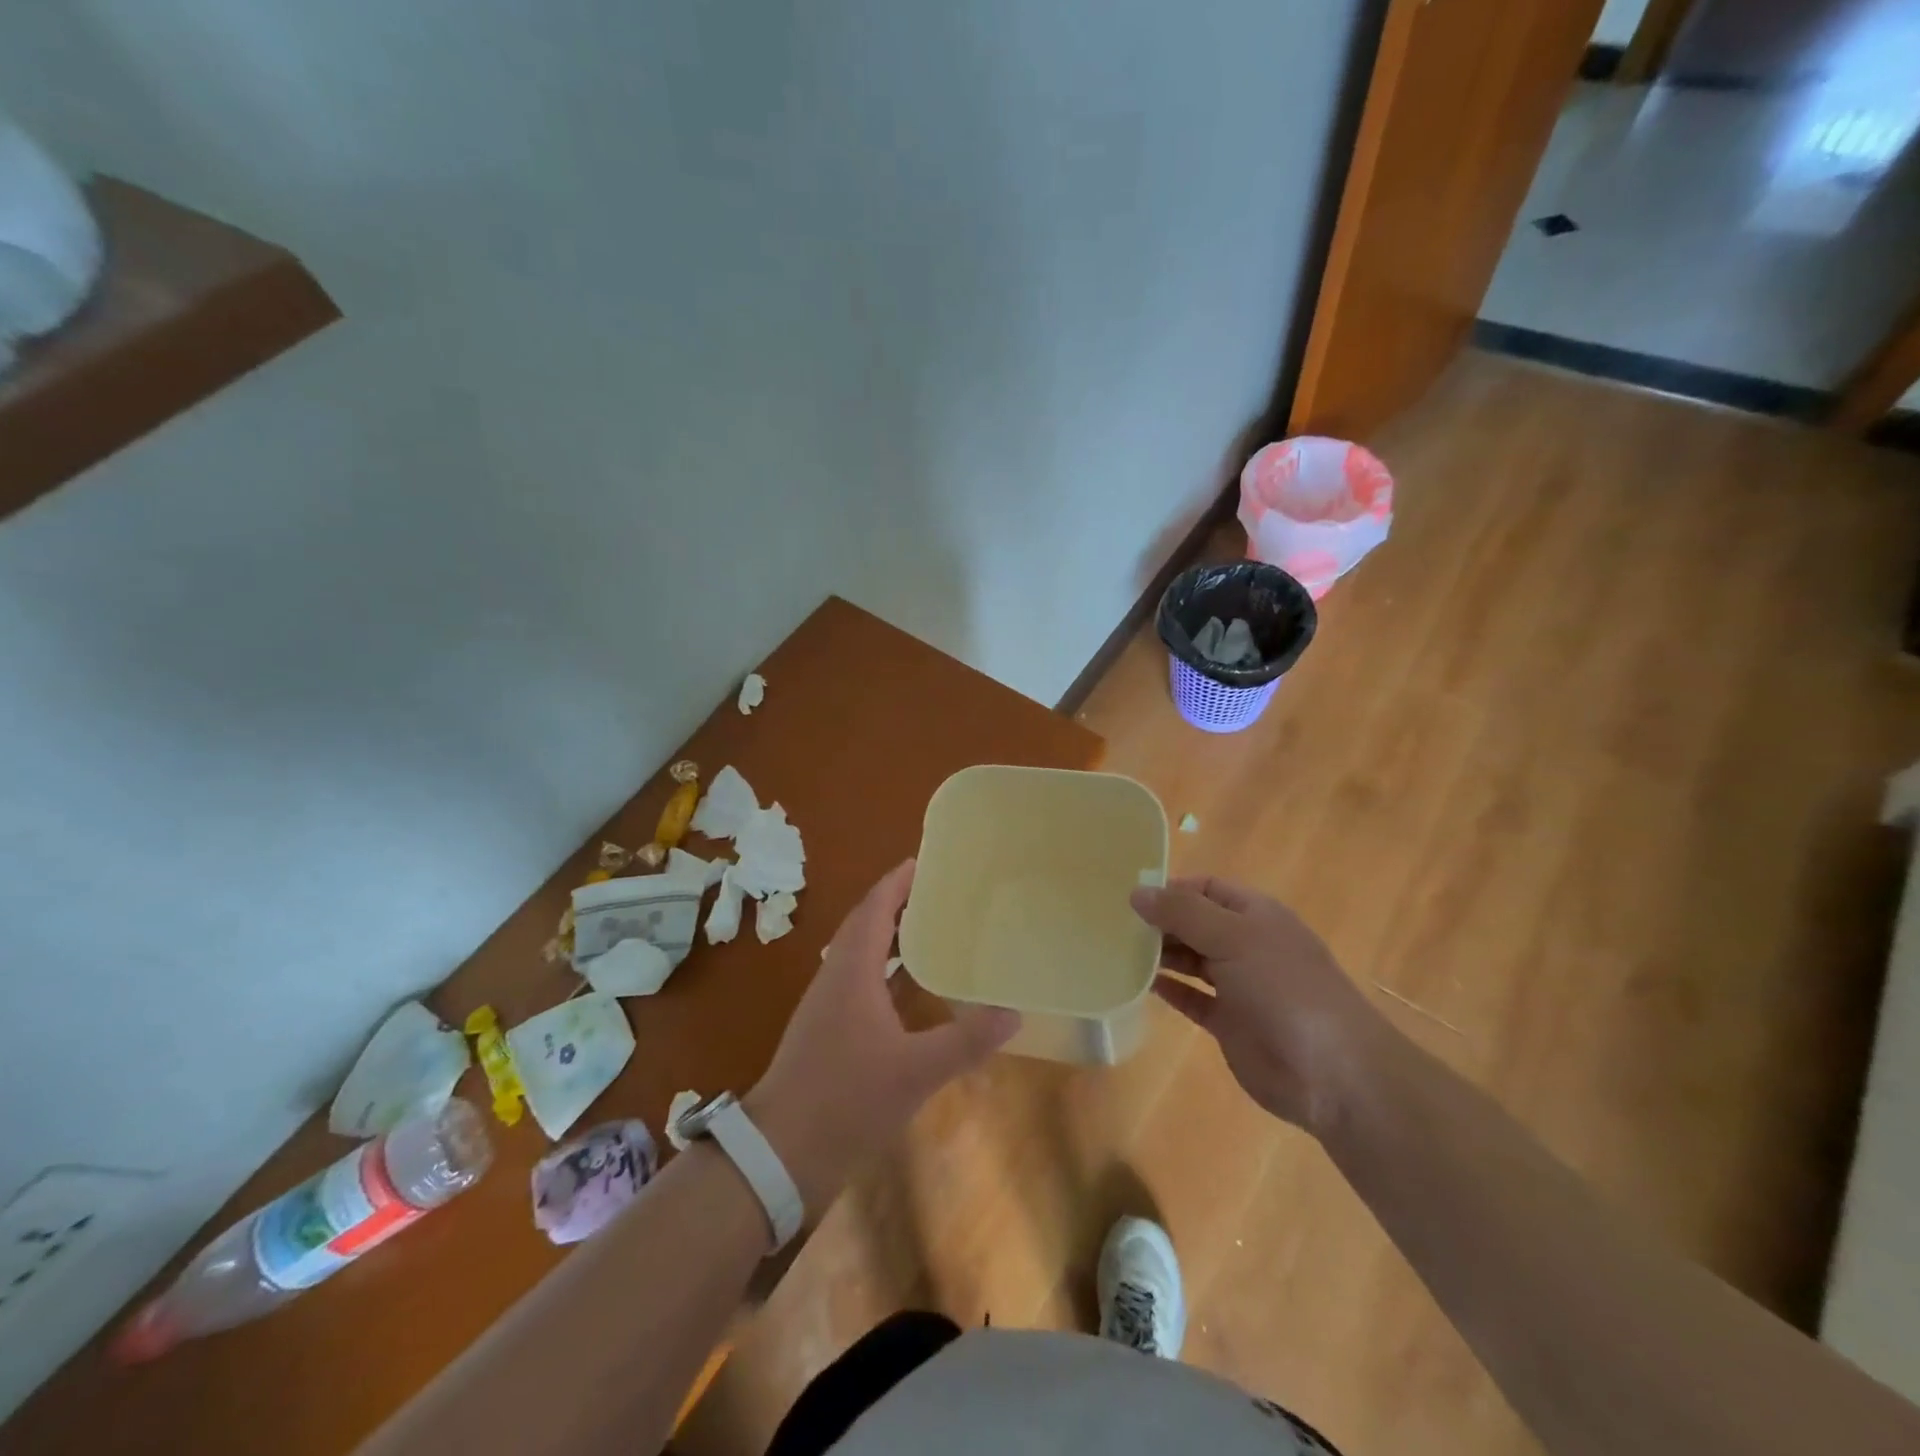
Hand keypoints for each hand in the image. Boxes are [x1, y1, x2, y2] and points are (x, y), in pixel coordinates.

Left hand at [746, 860, 1020, 1211]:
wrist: (780, 1154)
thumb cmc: (846, 1099)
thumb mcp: (915, 1071)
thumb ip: (966, 1040)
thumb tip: (1014, 1013)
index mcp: (852, 970)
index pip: (875, 908)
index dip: (897, 882)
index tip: (924, 861)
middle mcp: (836, 977)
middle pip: (866, 925)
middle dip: (897, 903)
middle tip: (938, 892)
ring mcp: (827, 1006)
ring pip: (861, 955)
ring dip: (891, 937)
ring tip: (931, 930)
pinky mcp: (827, 1032)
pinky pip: (860, 982)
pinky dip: (886, 971)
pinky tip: (910, 990)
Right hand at [1130, 876, 1389, 1133]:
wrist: (1333, 1072)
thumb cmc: (1284, 988)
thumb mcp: (1233, 937)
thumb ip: (1183, 913)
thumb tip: (1137, 893)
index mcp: (1255, 914)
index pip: (1205, 888)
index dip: (1169, 888)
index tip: (1127, 895)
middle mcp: (1246, 944)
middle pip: (1194, 923)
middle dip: (1159, 921)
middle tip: (1111, 924)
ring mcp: (1238, 985)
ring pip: (1191, 960)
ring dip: (1159, 955)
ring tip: (1116, 951)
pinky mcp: (1229, 1023)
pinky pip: (1191, 998)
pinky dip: (1168, 990)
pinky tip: (1138, 984)